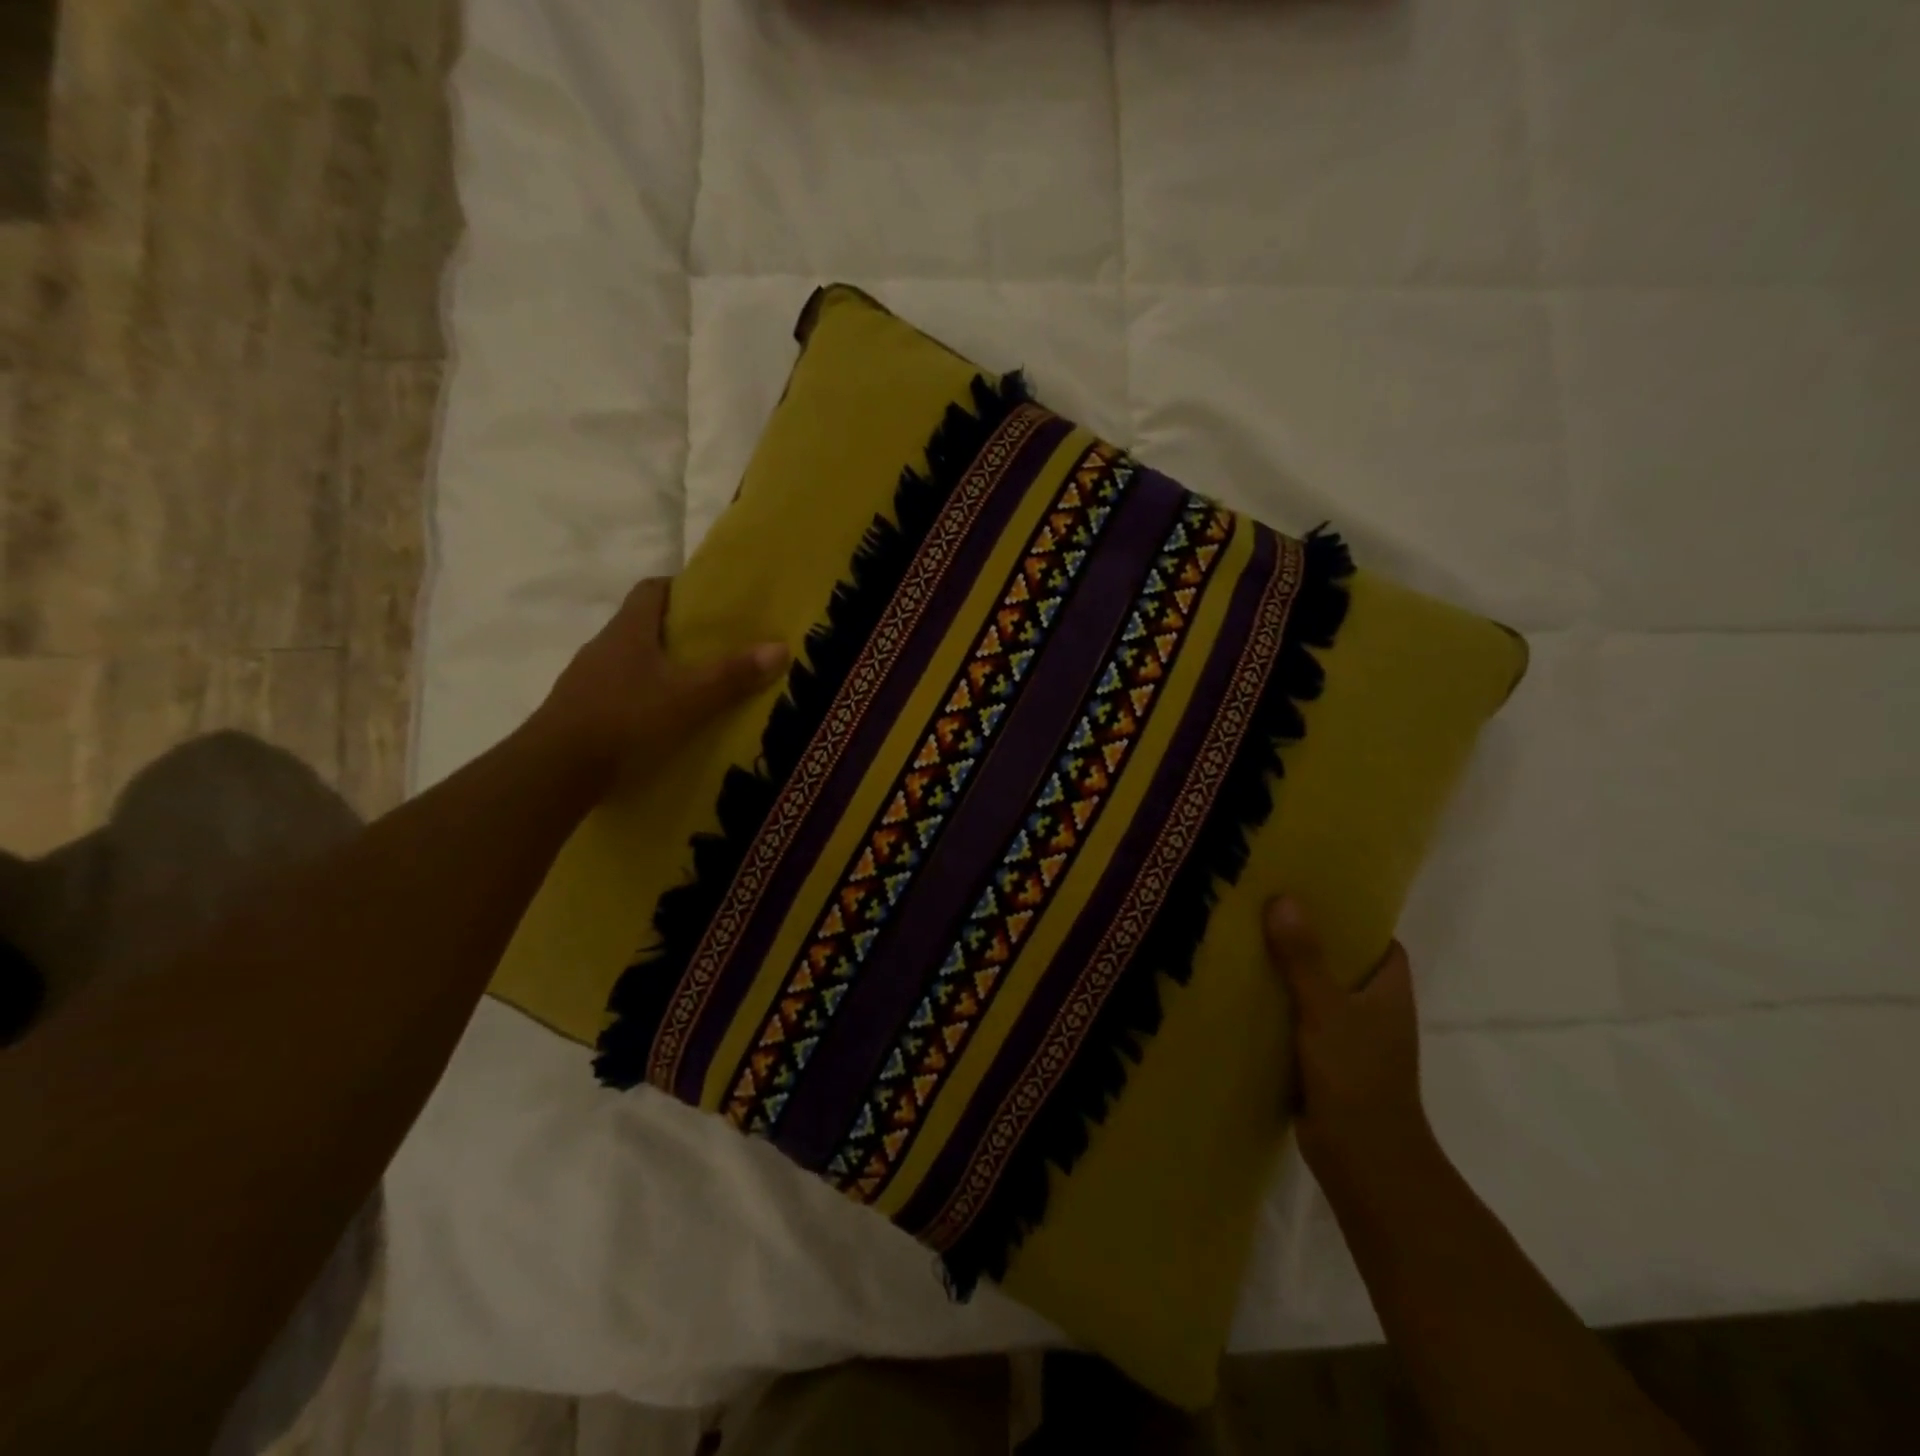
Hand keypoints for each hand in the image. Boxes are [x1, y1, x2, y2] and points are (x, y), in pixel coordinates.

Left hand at [533, 577, 787, 790]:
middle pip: (642, 626)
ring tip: (693, 687)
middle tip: (714, 647)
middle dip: (677, 633)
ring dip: (658, 668)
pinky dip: (641, 698)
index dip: (679, 588)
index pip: (651, 590)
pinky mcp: (580, 711)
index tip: (709, 601)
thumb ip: (733, 674)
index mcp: (628, 630)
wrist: (556, 770)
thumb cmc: (626, 719)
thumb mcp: (689, 697)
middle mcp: (603, 646)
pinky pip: (617, 693)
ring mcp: (586, 680)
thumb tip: (780, 646)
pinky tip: (661, 721)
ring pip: (629, 662)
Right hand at [1265, 897, 1432, 1185]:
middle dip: (1308, 937)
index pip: (1377, 939)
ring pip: (1316, 990)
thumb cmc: (1356, 1075)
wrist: (1363, 1159)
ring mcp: (1350, 1036)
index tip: (1311, 889)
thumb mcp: (1326, 1009)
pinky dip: (1278, 1004)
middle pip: (1341, 960)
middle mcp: (1373, 1009)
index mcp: (1388, 990)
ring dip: (1288, 971)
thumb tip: (1283, 899)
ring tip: (1245, 938)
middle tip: (1264, 906)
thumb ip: (1303, 957)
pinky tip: (1243, 990)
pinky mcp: (1324, 1059)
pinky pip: (1299, 1018)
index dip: (1350, 914)